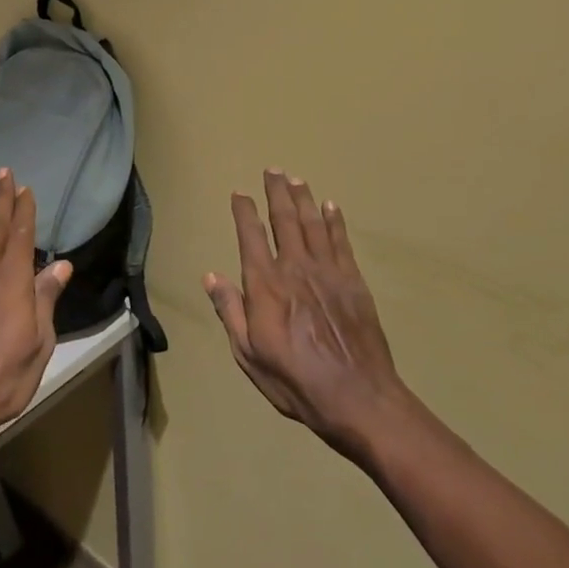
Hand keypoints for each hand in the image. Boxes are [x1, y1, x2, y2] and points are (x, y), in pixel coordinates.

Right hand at [204, 170, 407, 459]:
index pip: (251, 236)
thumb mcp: (249, 354)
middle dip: (276, 192)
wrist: (357, 397)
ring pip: (313, 224)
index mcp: (266, 285)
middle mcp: (295, 268)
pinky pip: (341, 241)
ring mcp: (328, 272)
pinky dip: (335, 221)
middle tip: (273, 170)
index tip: (240, 193)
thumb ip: (230, 311)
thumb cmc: (295, 380)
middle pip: (284, 220)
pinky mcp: (353, 281)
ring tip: (296, 179)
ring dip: (303, 198)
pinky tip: (331, 206)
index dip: (244, 212)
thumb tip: (212, 276)